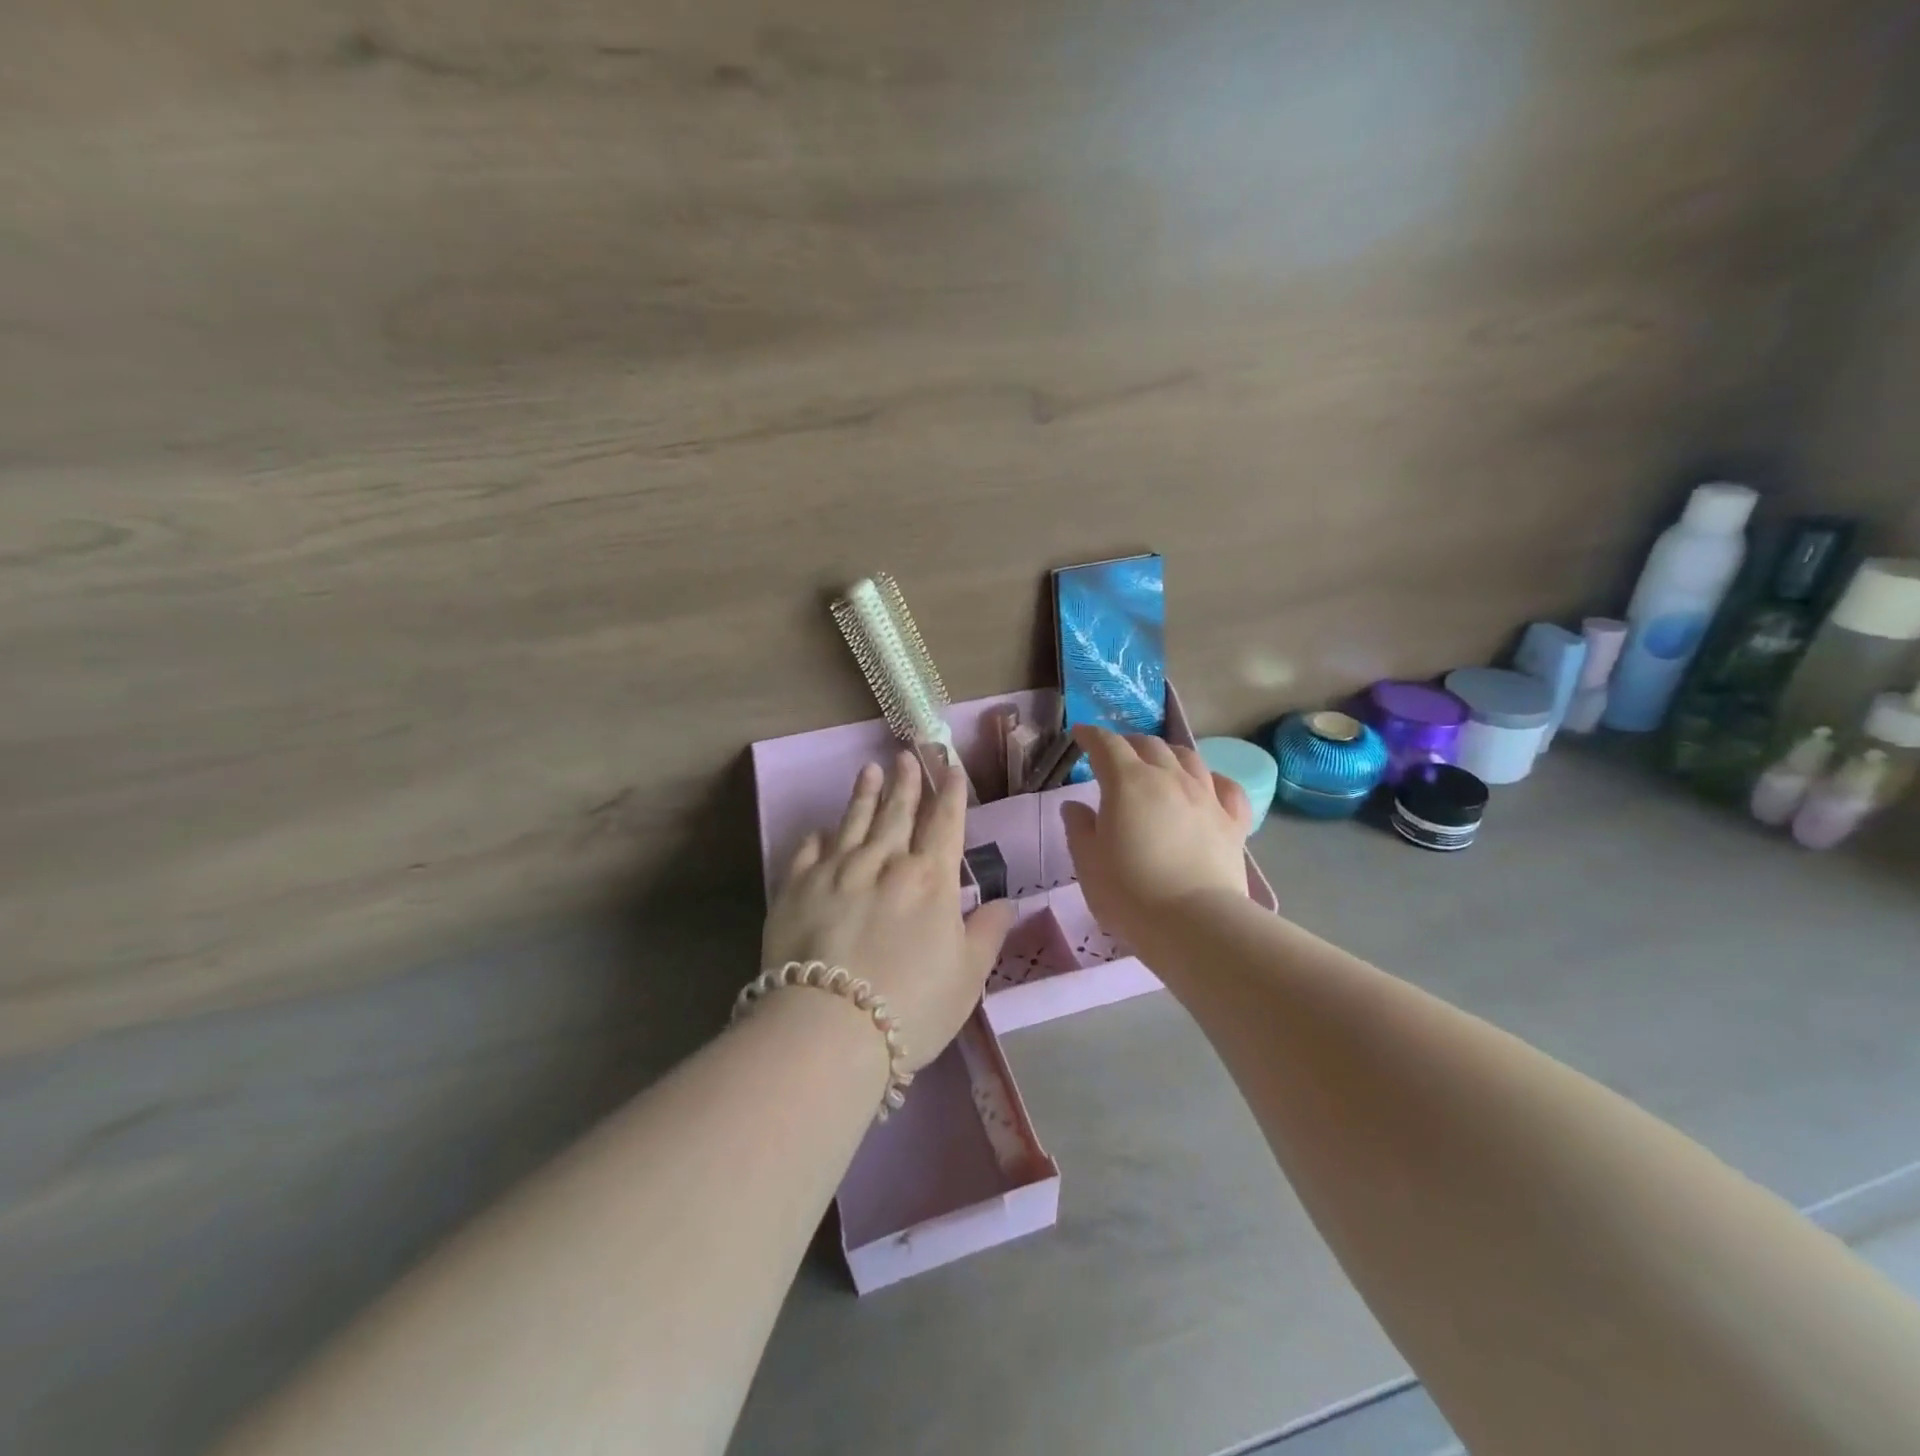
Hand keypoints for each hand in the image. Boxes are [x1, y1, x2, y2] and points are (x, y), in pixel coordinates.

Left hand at [761, 751, 1016, 1071]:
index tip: (951, 770)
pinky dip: (818, 838)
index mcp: (930, 879)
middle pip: (898, 813)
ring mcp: (836, 871)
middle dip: (906, 782)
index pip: (944, 824)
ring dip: (864, 794)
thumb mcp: (967, 977)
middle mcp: (884, 862)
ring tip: (869, 770)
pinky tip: (820, 830)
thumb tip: (1007, 902)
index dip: (950, 795)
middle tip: (906, 755)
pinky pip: (808, 852)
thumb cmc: (912, 1006)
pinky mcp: (796, 887)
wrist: (829, 1027)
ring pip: (854, 821)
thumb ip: (987, 933)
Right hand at [1060, 726, 1252, 947]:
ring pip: (1189, 758)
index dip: (1092, 736)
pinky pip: (1227, 788)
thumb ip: (1079, 828)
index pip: (1107, 745)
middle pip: (1150, 745)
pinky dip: (1213, 780)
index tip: (1081, 735)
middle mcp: (1169, 778)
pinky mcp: (1233, 822)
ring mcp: (1206, 797)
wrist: (1194, 924)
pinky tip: (1207, 787)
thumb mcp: (1088, 862)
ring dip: (1168, 754)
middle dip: (1128, 743)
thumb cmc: (1129, 893)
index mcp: (1128, 783)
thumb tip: (1074, 805)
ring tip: (1159, 763)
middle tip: (1116, 754)